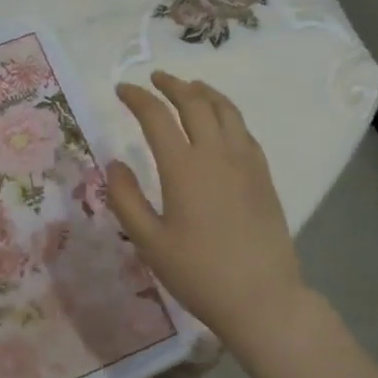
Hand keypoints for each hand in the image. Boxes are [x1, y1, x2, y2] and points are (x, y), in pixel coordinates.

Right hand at [106, 71, 305, 339]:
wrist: (262, 298)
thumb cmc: (198, 273)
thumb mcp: (149, 241)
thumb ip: (125, 198)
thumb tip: (114, 163)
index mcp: (183, 167)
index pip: (156, 116)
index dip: (137, 98)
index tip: (122, 90)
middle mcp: (216, 153)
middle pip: (194, 102)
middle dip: (172, 84)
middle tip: (155, 79)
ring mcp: (245, 162)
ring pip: (225, 110)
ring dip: (203, 92)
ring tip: (189, 87)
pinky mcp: (263, 175)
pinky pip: (244, 130)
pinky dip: (227, 113)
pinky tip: (221, 121)